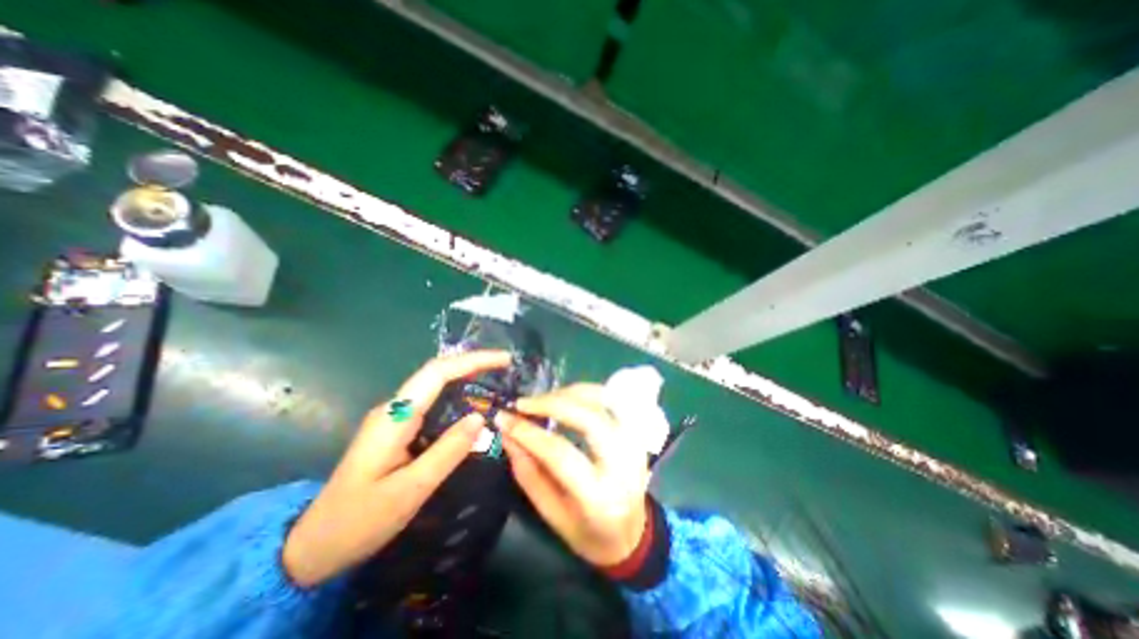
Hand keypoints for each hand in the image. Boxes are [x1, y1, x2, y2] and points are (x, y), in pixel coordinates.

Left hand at [282, 351, 514, 587]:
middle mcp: (395, 407)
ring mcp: (395, 417)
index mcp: (395, 416)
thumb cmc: (359, 521)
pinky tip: (474, 406)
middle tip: (507, 368)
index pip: (438, 373)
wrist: (312, 546)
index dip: (473, 361)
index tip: (504, 360)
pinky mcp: (399, 428)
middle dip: (474, 364)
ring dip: (468, 378)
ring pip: (436, 386)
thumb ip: (447, 451)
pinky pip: (434, 403)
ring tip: (498, 382)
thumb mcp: (410, 490)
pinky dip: (458, 397)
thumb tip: (480, 417)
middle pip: (438, 372)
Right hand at [497, 386, 649, 568]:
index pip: (561, 453)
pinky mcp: (637, 432)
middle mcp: (623, 464)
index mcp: (599, 497)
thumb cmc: (588, 533)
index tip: (504, 418)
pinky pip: (613, 399)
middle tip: (524, 403)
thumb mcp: (551, 515)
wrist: (633, 535)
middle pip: (588, 418)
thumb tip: (508, 435)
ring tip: (543, 399)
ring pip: (604, 401)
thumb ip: (528, 474)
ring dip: (569, 392)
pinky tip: (568, 396)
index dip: (529, 432)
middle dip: (551, 403)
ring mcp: (635, 443)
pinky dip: (588, 392)